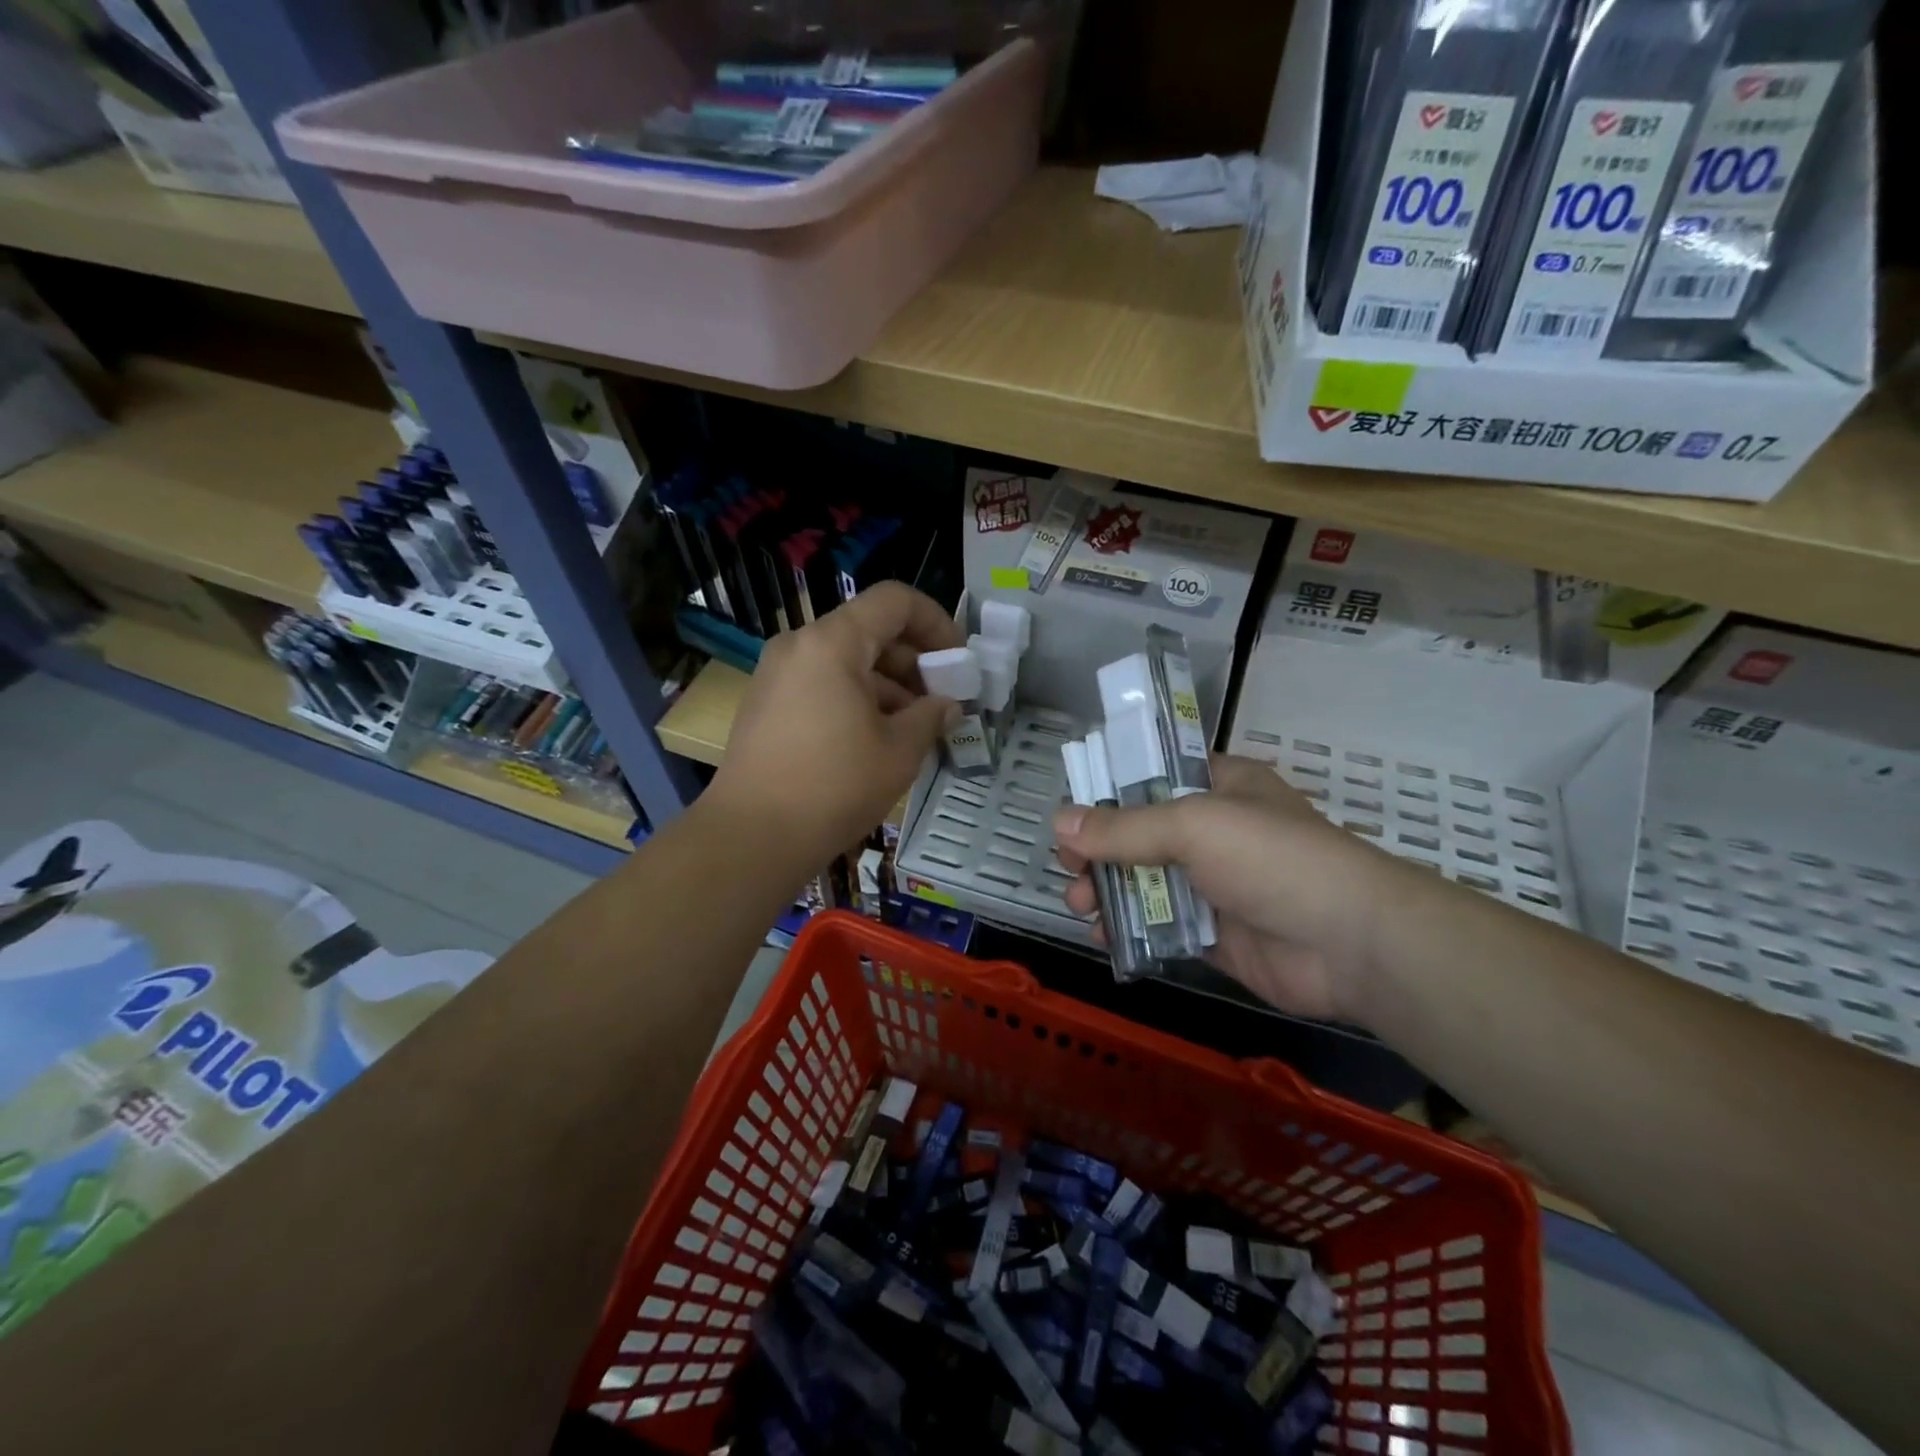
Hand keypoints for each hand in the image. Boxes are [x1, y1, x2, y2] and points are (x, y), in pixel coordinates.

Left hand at [706, 582, 961, 866]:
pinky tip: (876, 740)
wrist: (752, 836)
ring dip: (888, 685)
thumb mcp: (900, 751)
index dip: (936, 622)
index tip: (958, 662)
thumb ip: (932, 716)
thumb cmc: (834, 786)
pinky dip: (856, 699)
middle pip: (870, 631)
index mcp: (832, 642)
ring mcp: (776, 675)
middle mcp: (799, 645)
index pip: (895, 601)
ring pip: (846, 661)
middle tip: (943, 702)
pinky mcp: (766, 704)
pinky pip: (822, 684)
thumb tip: (948, 706)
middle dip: (914, 662)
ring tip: (915, 728)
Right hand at [1052, 756, 1404, 1023]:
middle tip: (1068, 866)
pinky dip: (1129, 928)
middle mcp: (1213, 831)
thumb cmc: (1272, 859)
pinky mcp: (1213, 933)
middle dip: (1098, 849)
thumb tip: (1059, 821)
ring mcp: (1214, 884)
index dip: (1108, 790)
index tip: (1071, 813)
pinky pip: (1160, 924)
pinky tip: (1103, 935)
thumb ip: (1123, 827)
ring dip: (1107, 889)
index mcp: (1218, 787)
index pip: (1152, 776)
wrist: (1350, 944)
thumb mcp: (1193, 826)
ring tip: (1080, 903)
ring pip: (1145, 880)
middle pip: (1139, 832)